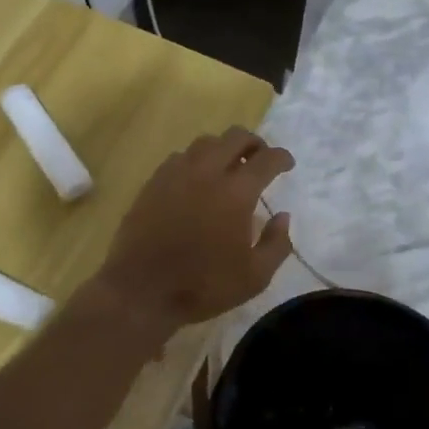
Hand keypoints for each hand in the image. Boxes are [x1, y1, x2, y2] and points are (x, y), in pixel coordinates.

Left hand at [86, 128, 294, 339]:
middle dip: (254, 143)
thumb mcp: (255, 277)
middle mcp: (207, 172)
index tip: (287, 164)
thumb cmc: (203, 286)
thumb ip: (276, 244)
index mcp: (236, 193)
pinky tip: (196, 179)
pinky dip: (196, 161)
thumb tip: (282, 216)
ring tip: (228, 166)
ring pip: (205, 142)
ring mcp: (176, 174)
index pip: (266, 159)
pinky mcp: (153, 182)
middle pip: (235, 137)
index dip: (281, 157)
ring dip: (223, 148)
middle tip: (260, 159)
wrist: (141, 290)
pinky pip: (180, 157)